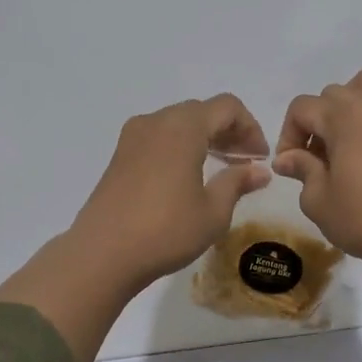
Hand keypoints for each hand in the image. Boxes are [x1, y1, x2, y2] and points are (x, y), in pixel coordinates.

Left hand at [70, 94, 272, 286]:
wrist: (102, 254)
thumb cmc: (166, 230)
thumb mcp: (213, 211)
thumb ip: (237, 182)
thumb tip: (259, 170)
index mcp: (183, 127)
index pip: (227, 107)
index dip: (250, 127)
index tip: (260, 157)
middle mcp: (156, 121)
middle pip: (201, 111)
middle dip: (228, 131)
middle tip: (245, 162)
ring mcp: (133, 137)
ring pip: (178, 123)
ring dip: (204, 138)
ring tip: (221, 168)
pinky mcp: (119, 155)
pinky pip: (159, 137)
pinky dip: (180, 146)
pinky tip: (188, 176)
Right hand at [272, 68, 361, 268]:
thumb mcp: (318, 199)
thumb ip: (301, 169)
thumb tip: (287, 158)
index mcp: (342, 115)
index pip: (302, 109)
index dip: (288, 135)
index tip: (291, 166)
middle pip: (332, 95)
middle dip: (318, 123)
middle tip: (318, 160)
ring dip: (352, 103)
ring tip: (349, 137)